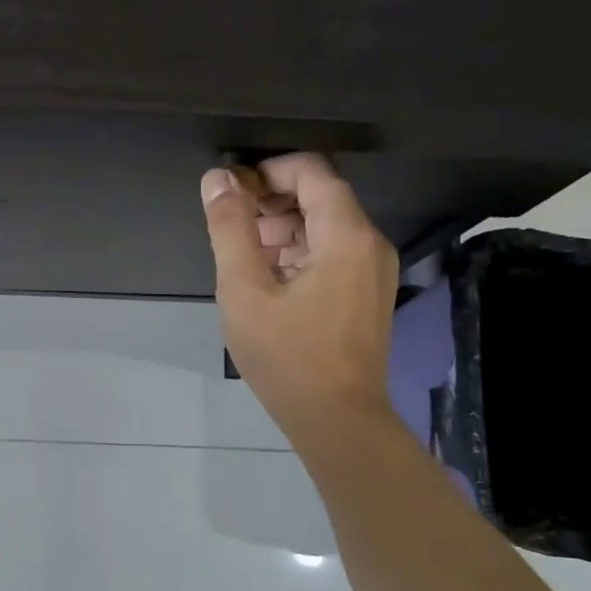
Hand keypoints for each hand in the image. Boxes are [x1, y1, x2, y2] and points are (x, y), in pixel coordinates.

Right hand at [200, 155, 398, 440]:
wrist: (337, 419)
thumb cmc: (287, 355)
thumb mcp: (245, 290)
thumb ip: (230, 229)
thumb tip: (217, 179)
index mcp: (347, 235)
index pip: (312, 172)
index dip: (267, 171)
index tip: (229, 190)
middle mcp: (370, 244)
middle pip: (320, 198)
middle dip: (271, 202)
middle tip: (229, 226)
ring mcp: (373, 272)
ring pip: (325, 228)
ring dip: (282, 230)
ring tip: (241, 257)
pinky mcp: (367, 296)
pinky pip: (332, 255)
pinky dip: (298, 254)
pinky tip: (266, 280)